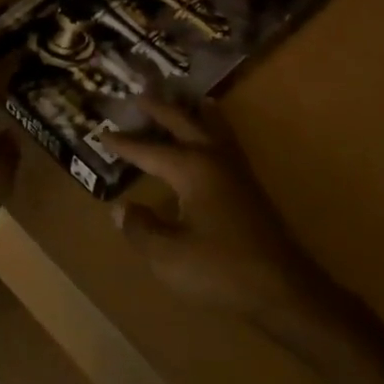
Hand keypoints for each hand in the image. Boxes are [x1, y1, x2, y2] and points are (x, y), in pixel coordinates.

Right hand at [102, 97, 320, 320]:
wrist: (282, 290)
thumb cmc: (220, 270)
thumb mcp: (168, 255)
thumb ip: (141, 228)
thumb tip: (120, 209)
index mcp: (192, 169)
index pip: (149, 150)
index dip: (124, 144)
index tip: (101, 132)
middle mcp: (214, 159)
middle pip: (184, 124)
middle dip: (161, 110)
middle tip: (141, 94)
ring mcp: (236, 171)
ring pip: (212, 128)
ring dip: (194, 112)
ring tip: (186, 97)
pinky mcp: (249, 187)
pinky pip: (226, 141)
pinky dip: (214, 128)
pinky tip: (213, 137)